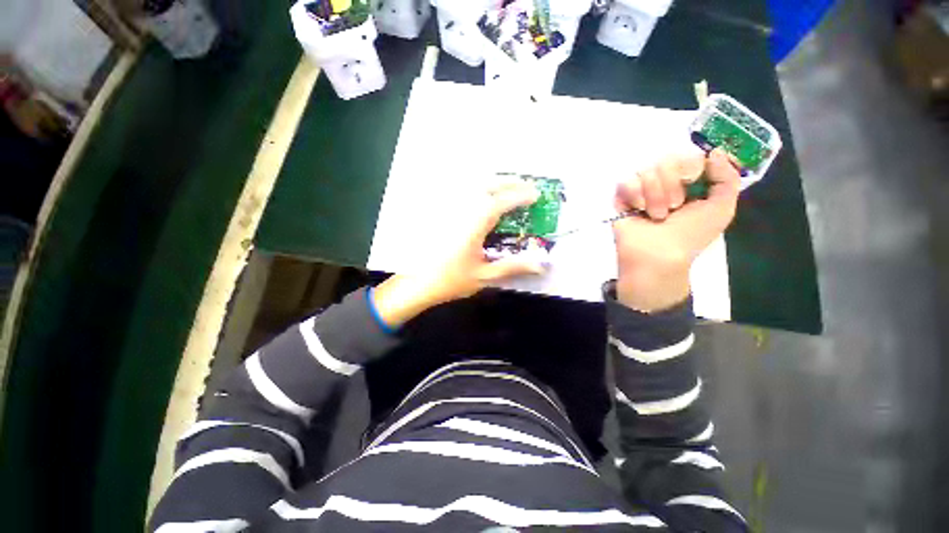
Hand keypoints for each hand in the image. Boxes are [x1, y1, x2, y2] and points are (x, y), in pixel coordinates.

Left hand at [373, 180, 548, 326]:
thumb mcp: (485, 275)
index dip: (521, 196)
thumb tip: (541, 265)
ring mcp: (449, 208)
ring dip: (495, 182)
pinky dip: (477, 188)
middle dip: (510, 183)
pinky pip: (461, 192)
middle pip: (488, 185)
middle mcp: (462, 209)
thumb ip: (513, 267)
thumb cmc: (451, 280)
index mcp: (475, 223)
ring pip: (474, 185)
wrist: (417, 283)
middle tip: (526, 187)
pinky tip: (482, 195)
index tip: (536, 195)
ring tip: (509, 188)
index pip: (502, 202)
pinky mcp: (441, 212)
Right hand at [613, 149, 739, 311]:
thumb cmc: (690, 235)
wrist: (658, 255)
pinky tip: (638, 210)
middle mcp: (665, 181)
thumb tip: (713, 152)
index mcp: (689, 182)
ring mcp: (641, 188)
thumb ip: (727, 177)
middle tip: (674, 208)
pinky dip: (634, 196)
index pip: (689, 154)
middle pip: (667, 159)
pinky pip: (626, 181)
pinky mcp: (621, 197)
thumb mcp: (721, 208)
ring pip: (646, 170)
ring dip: (655, 196)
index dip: (691, 164)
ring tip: (655, 215)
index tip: (692, 181)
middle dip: (672, 186)